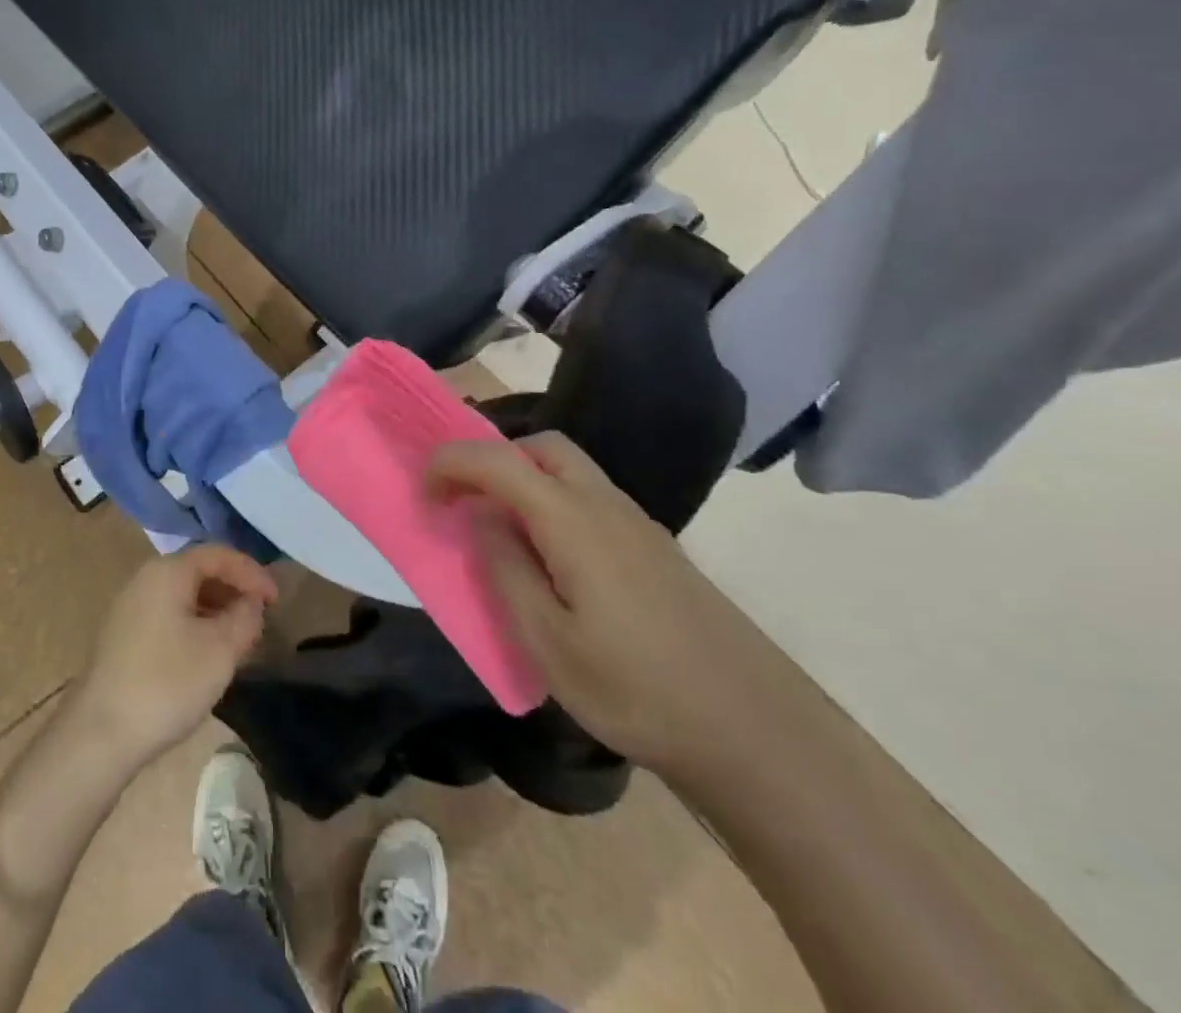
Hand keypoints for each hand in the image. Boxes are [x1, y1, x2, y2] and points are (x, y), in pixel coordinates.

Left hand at [68, 545, 277, 773]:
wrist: (100, 734)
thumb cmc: (166, 683)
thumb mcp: (221, 650)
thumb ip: (245, 618)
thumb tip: (251, 603)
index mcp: (168, 571)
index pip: (219, 555)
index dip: (252, 572)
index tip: (276, 600)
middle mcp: (146, 579)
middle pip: (199, 571)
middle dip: (234, 591)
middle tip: (260, 618)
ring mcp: (130, 607)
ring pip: (184, 595)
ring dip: (216, 610)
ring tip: (239, 639)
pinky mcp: (123, 635)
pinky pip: (168, 615)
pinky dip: (195, 624)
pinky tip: (206, 655)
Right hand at [430, 432, 802, 777]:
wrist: (755, 734)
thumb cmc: (636, 691)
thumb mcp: (548, 642)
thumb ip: (506, 568)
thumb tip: (483, 518)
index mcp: (574, 520)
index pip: (499, 460)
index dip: (452, 463)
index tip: (425, 495)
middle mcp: (608, 506)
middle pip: (543, 447)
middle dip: (494, 459)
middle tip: (467, 502)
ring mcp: (640, 525)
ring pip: (572, 471)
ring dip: (526, 480)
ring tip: (503, 533)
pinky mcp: (658, 550)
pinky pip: (593, 500)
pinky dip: (555, 504)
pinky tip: (554, 561)